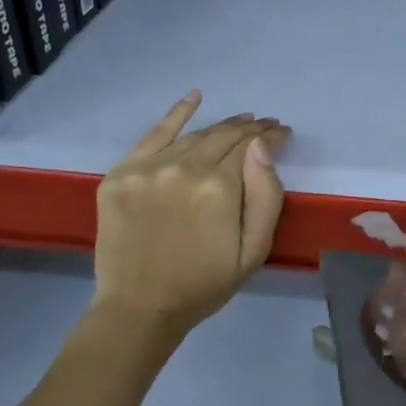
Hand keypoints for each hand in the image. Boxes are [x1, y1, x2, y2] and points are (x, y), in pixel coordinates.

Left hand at [90, 92, 288, 337]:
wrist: (139, 308)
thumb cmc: (204, 284)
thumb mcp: (254, 250)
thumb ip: (266, 195)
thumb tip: (264, 146)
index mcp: (219, 187)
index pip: (251, 146)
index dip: (271, 136)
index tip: (283, 133)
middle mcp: (183, 167)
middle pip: (224, 136)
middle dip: (250, 129)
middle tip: (266, 126)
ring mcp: (148, 167)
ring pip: (194, 135)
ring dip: (221, 126)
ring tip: (240, 123)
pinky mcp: (121, 173)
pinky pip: (152, 135)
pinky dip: (176, 114)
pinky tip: (194, 98)